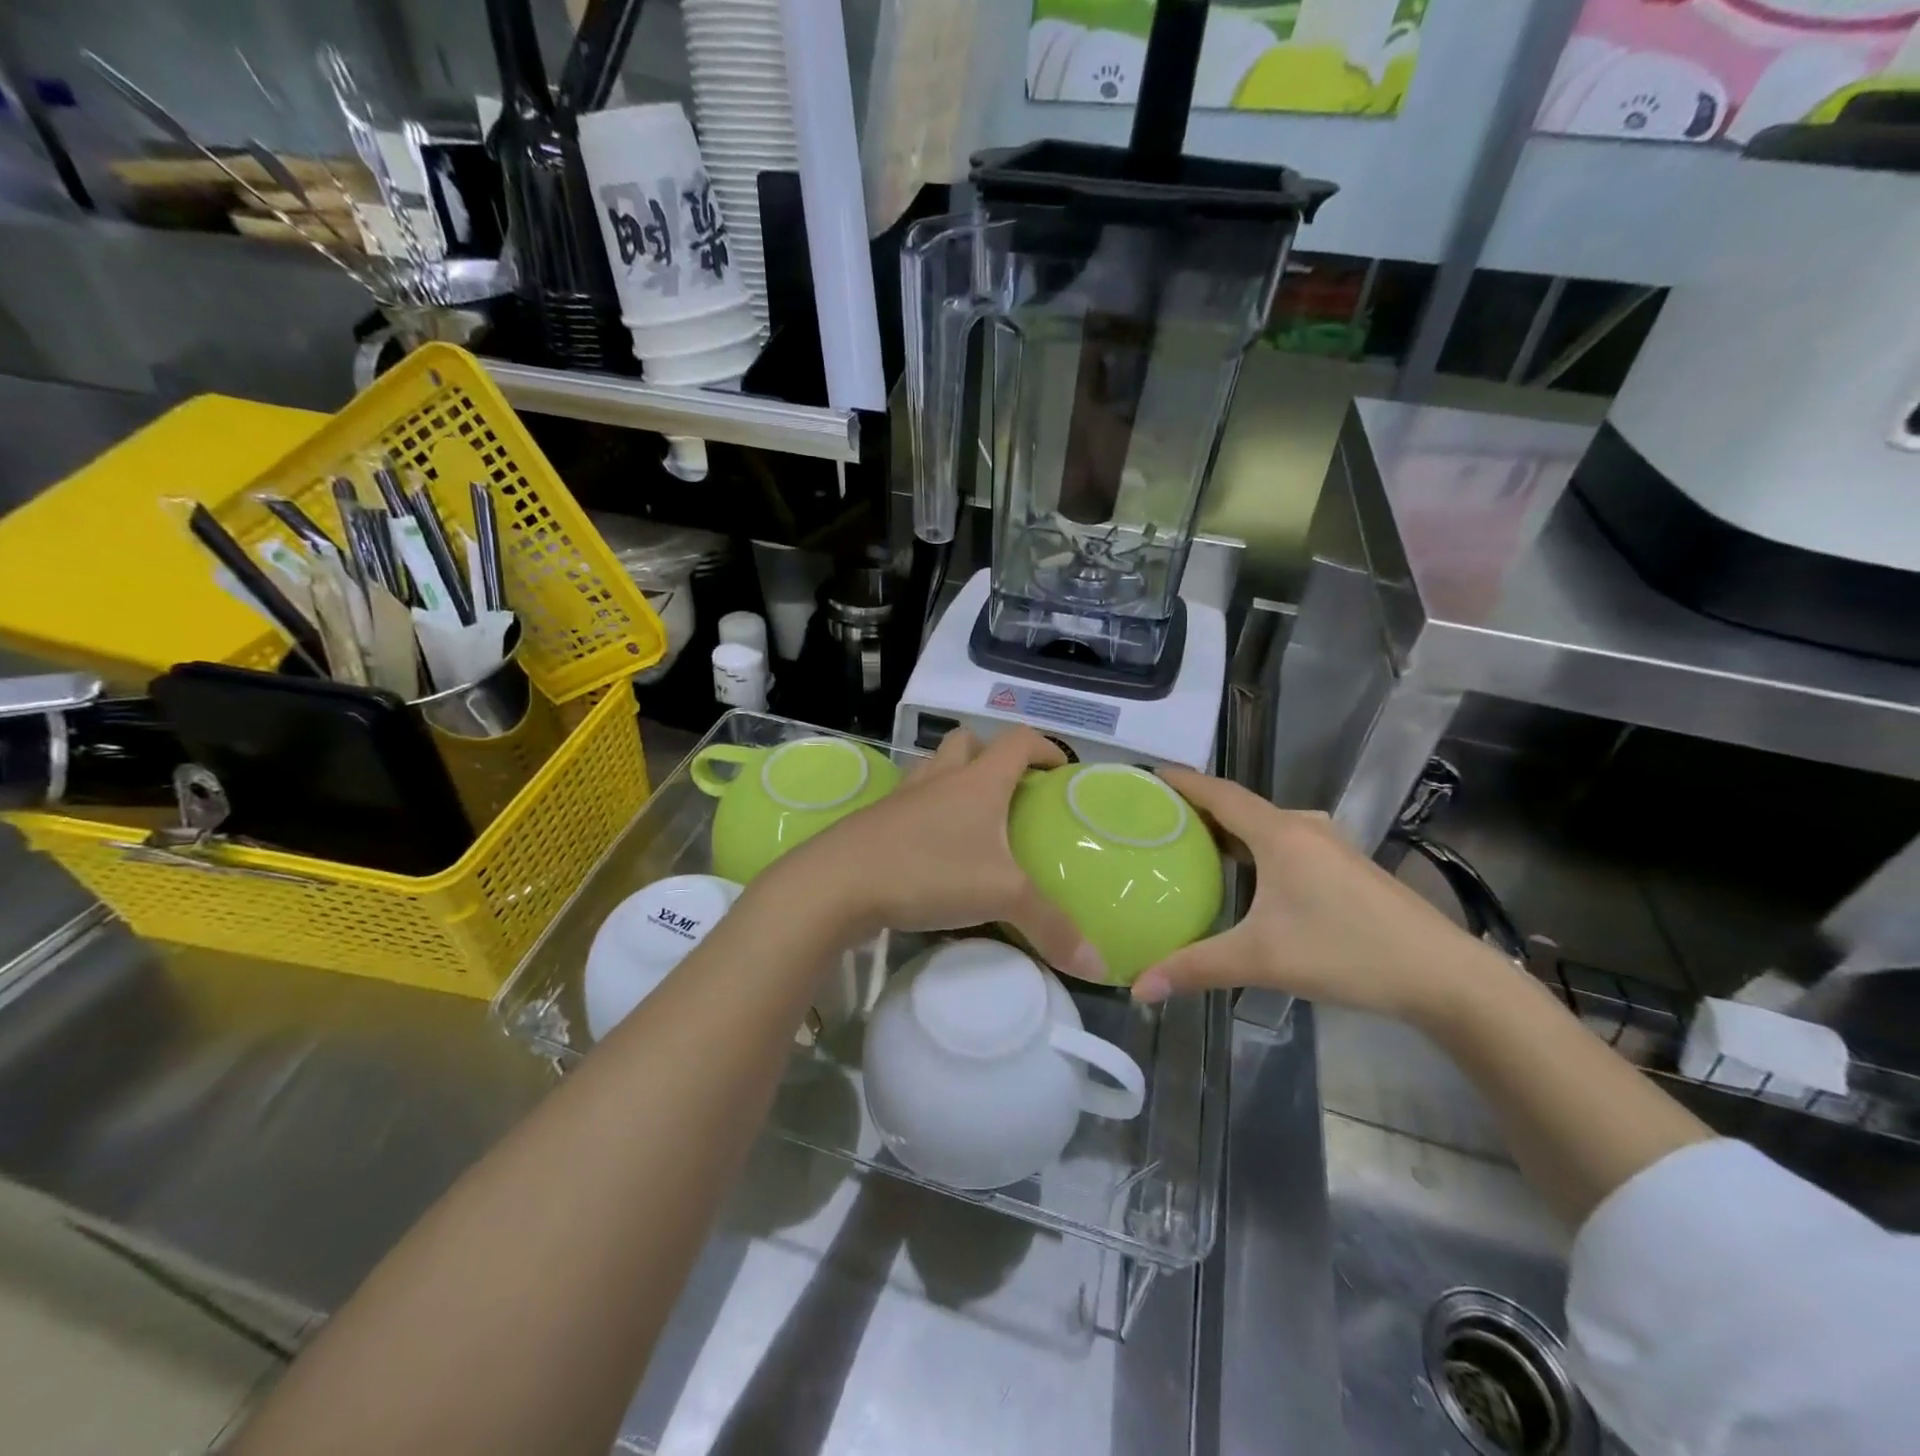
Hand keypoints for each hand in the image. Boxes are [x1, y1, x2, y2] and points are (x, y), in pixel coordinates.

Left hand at [770, 728, 1105, 982]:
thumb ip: (1051, 927)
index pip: (1017, 741)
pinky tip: (930, 848)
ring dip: (952, 778)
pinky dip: (924, 811)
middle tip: (1008, 789)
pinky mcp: (875, 821)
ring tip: (969, 815)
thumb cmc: (929, 871)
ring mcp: (902, 797)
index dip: (1043, 746)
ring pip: (932, 768)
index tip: (1059, 769)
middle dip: (990, 754)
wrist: (838, 883)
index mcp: (977, 782)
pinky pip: (908, 802)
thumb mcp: (1001, 897)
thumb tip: (1098, 966)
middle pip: (966, 741)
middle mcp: (940, 778)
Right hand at [1130, 769, 1500, 1023]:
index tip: (1148, 775)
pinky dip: (1256, 847)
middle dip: (1200, 808)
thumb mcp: (1262, 960)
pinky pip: (1287, 842)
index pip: (1219, 793)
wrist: (1445, 976)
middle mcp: (1304, 828)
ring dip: (1231, 830)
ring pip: (1267, 826)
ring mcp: (1331, 846)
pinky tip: (1248, 876)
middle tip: (1159, 820)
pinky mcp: (1347, 868)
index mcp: (1280, 834)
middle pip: (1241, 806)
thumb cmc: (1347, 952)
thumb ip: (1195, 968)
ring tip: (1194, 845)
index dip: (1183, 781)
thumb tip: (1139, 987)